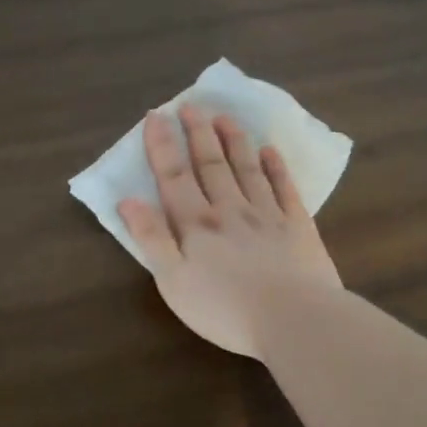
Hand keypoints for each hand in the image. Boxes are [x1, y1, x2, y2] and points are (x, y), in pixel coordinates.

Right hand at [118, 107, 341, 358]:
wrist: (295, 321)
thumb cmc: (224, 308)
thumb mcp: (172, 280)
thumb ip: (150, 238)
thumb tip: (127, 200)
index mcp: (196, 224)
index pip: (173, 177)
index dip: (162, 146)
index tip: (156, 116)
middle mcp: (229, 210)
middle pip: (211, 165)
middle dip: (198, 133)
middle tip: (191, 105)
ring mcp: (267, 216)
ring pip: (247, 169)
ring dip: (234, 141)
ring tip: (224, 117)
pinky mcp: (299, 228)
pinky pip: (285, 189)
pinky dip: (277, 168)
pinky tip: (270, 152)